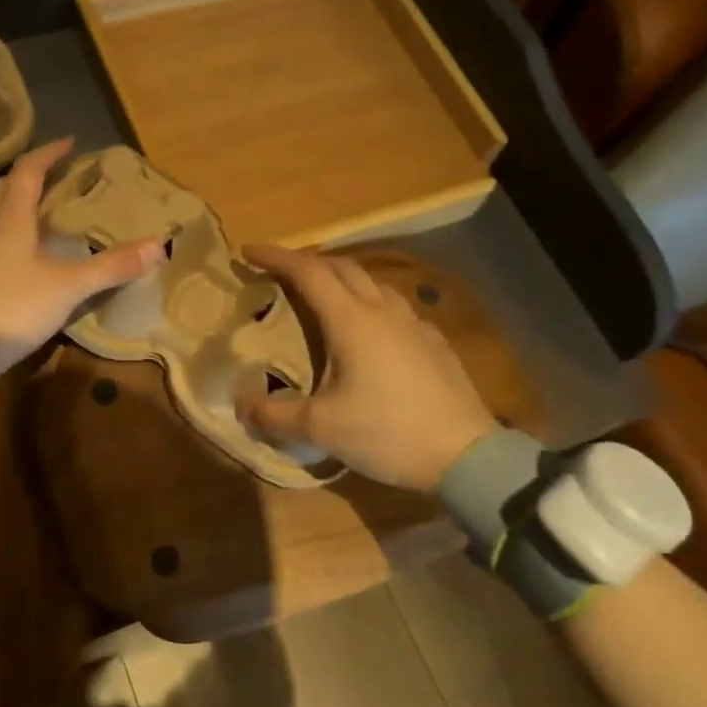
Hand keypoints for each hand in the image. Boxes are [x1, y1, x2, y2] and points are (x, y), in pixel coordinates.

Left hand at [0, 138, 160, 375]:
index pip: (28, 172)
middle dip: (29, 176)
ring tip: (42, 210)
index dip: (48, 154)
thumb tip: (158, 246)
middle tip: (54, 174)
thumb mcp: (68, 286)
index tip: (69, 142)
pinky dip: (10, 234)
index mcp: (11, 218)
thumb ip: (110, 266)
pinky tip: (25, 254)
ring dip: (16, 204)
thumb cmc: (13, 306)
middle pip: (5, 189)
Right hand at [236, 244, 496, 492]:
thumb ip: (274, 415)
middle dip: (307, 263)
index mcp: (351, 321)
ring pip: (372, 284)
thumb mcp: (321, 429)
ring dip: (342, 281)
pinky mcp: (434, 342)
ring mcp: (414, 323)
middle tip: (281, 274)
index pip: (308, 271)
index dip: (276, 257)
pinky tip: (371, 333)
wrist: (466, 454)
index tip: (249, 252)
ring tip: (324, 299)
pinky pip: (395, 308)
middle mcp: (382, 310)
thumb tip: (240, 403)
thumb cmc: (387, 433)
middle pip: (342, 267)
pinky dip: (370, 305)